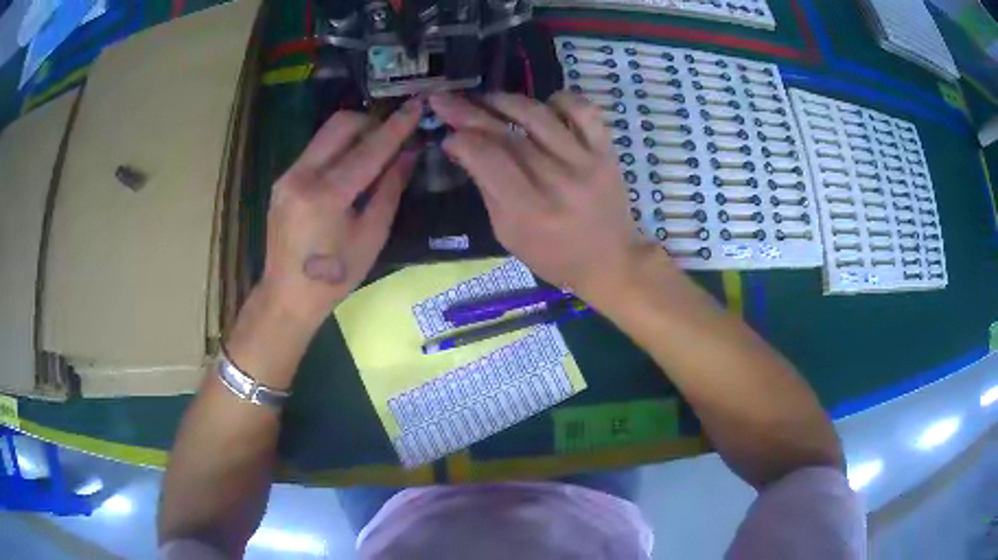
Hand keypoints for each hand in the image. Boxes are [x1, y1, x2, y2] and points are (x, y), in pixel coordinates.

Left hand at [260, 98, 421, 323]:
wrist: (287, 295)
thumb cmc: (335, 276)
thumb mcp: (372, 236)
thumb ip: (390, 189)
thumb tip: (409, 153)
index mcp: (326, 195)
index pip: (368, 149)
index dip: (396, 126)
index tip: (417, 106)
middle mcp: (301, 176)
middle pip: (340, 125)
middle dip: (371, 122)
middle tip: (392, 136)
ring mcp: (287, 176)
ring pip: (326, 134)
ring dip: (354, 134)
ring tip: (375, 152)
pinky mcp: (282, 181)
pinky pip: (316, 151)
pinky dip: (338, 150)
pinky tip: (350, 169)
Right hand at [429, 92, 660, 303]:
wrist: (610, 260)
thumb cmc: (553, 255)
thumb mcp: (508, 234)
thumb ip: (487, 188)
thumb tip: (460, 145)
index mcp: (530, 210)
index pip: (487, 158)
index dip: (461, 139)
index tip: (447, 134)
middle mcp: (558, 181)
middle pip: (507, 134)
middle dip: (469, 112)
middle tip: (445, 99)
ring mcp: (586, 162)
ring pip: (540, 115)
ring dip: (506, 100)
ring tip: (487, 99)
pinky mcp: (606, 151)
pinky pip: (583, 110)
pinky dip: (561, 99)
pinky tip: (544, 105)